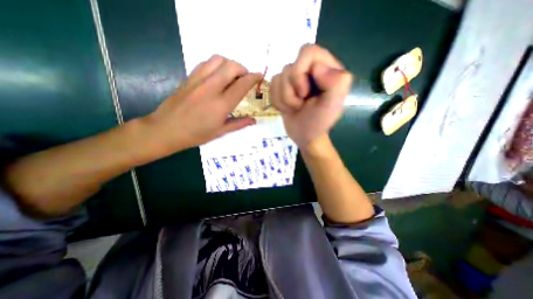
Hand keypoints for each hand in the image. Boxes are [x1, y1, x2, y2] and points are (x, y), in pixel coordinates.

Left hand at [140, 54, 258, 154]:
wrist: (166, 129)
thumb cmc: (196, 134)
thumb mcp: (220, 132)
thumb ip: (239, 124)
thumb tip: (254, 120)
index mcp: (221, 104)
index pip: (242, 85)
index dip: (253, 78)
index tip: (259, 76)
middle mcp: (211, 88)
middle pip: (231, 66)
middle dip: (243, 69)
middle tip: (245, 78)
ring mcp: (198, 80)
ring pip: (218, 60)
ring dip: (229, 64)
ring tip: (231, 75)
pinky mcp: (189, 78)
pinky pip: (205, 63)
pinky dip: (216, 65)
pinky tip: (217, 75)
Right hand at [271, 44, 353, 151]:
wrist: (305, 135)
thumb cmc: (319, 122)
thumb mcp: (333, 105)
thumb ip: (336, 83)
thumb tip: (317, 68)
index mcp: (326, 67)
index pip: (307, 52)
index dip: (302, 74)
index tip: (307, 94)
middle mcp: (309, 69)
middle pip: (289, 66)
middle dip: (291, 89)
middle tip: (301, 102)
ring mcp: (294, 78)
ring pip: (278, 77)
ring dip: (285, 99)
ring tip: (296, 108)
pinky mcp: (282, 88)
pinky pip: (272, 86)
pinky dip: (277, 101)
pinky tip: (287, 108)